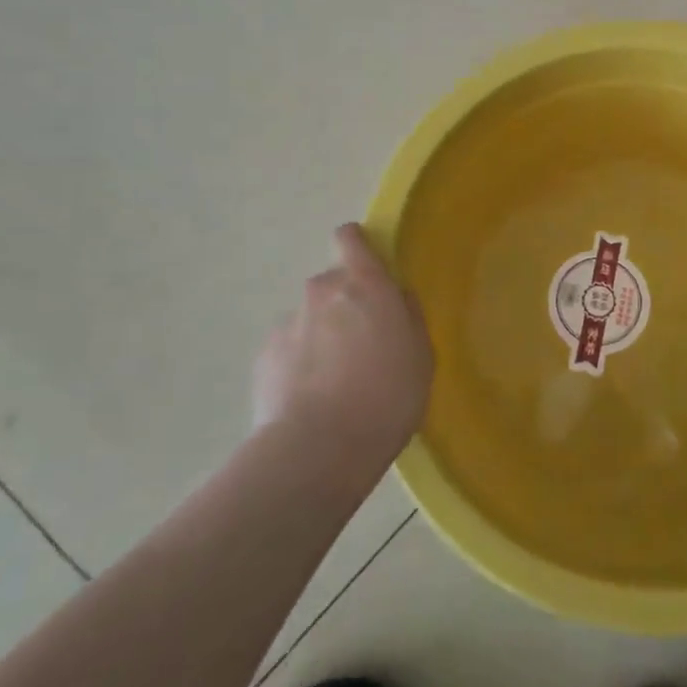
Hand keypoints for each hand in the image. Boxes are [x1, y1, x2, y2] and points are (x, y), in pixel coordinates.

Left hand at [252, 224, 433, 467]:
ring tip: (333, 383)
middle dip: (344, 305)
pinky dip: (299, 365)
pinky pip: (289, 349)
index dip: (355, 245)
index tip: (365, 267)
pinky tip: (310, 399)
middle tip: (360, 346)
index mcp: (365, 284)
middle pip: (333, 284)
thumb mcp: (421, 355)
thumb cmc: (387, 396)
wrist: (319, 449)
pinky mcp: (264, 355)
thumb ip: (408, 317)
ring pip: (310, 319)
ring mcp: (288, 322)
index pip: (350, 238)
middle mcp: (322, 290)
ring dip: (321, 337)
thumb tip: (396, 299)